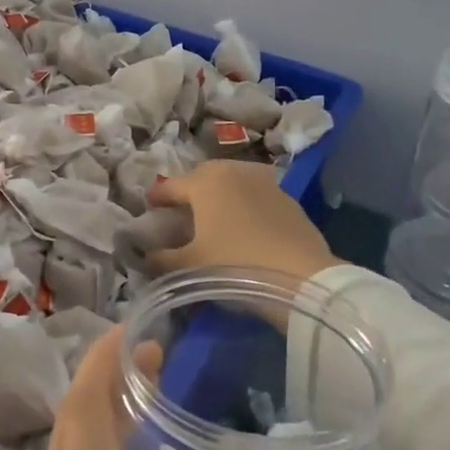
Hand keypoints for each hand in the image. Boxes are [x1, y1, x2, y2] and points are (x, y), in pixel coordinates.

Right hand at [148, 162, 337, 284]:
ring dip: (219, 195)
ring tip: (213, 217)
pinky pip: (255, 196)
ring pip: (232, 182)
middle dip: (189, 190)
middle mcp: (233, 171)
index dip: (157, 197)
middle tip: (181, 211)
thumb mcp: (190, 267)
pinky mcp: (287, 199)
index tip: (148, 207)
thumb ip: (162, 259)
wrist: (301, 277)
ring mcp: (265, 182)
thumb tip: (147, 256)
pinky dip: (243, 205)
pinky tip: (243, 227)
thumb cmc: (235, 264)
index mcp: (205, 182)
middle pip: (203, 177)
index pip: (171, 186)